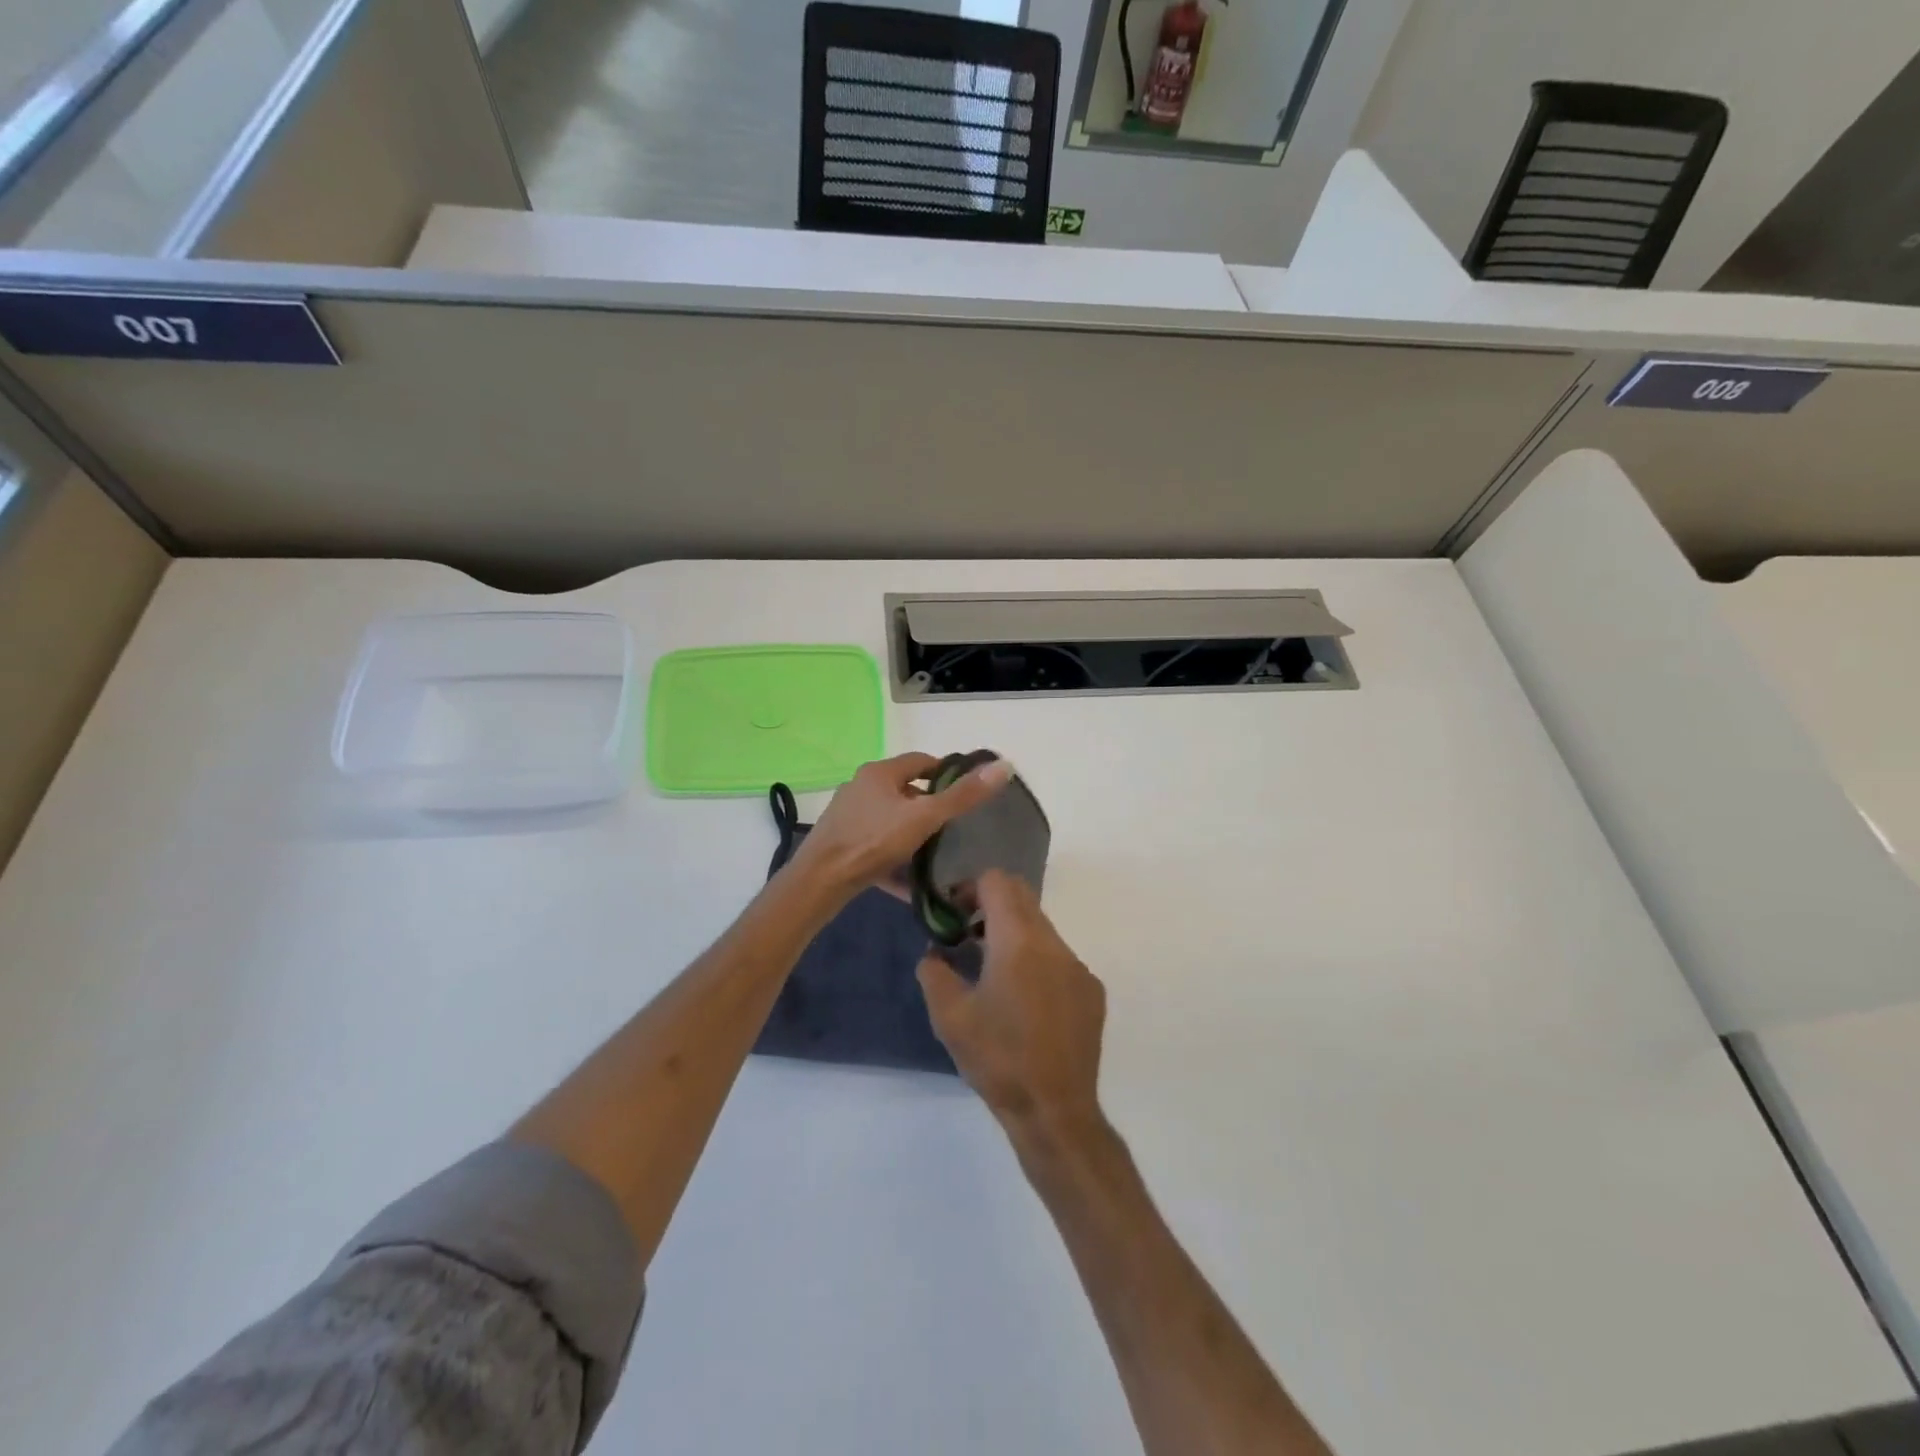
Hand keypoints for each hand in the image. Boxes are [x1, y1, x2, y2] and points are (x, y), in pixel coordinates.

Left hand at [790, 752, 1011, 899]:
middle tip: (953, 829)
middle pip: (905, 790)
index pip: (922, 761)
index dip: (946, 774)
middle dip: (929, 807)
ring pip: (890, 818)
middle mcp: (860, 786)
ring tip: (934, 854)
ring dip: (911, 832)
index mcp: (880, 772)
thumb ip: (963, 796)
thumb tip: (1004, 766)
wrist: (819, 882)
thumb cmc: (873, 842)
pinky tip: (907, 880)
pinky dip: (893, 856)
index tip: (966, 794)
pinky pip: (875, 843)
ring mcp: (848, 815)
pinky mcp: (840, 841)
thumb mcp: (925, 818)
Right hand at [917, 870, 1106, 1134]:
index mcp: (1018, 941)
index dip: (970, 888)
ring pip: (1041, 928)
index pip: (997, 881)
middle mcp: (1053, 943)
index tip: (953, 915)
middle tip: (967, 936)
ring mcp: (1077, 966)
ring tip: (992, 973)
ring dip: (1014, 934)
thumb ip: (934, 972)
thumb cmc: (997, 1059)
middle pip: (1022, 897)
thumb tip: (936, 953)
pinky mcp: (1091, 990)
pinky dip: (1036, 960)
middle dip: (991, 905)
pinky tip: (1024, 1002)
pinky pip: (1059, 957)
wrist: (1054, 1110)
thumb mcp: (949, 1017)